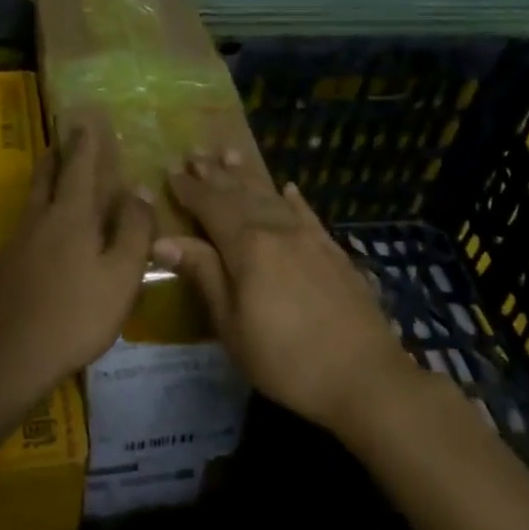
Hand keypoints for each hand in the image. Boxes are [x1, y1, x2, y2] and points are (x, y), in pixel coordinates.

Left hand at [0, 122, 154, 397]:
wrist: (14, 356)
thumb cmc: (78, 313)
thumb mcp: (122, 274)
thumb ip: (133, 229)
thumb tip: (139, 189)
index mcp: (71, 216)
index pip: (80, 167)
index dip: (86, 143)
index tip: (87, 120)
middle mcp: (39, 220)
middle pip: (46, 177)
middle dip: (57, 155)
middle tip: (63, 139)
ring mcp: (16, 242)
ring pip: (32, 201)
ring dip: (44, 181)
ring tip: (53, 175)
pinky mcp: (3, 266)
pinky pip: (24, 226)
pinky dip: (37, 214)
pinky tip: (43, 233)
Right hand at [153, 152, 413, 434]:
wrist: (364, 376)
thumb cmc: (285, 358)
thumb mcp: (232, 324)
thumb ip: (204, 275)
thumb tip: (164, 240)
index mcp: (248, 246)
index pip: (211, 207)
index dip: (189, 190)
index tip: (170, 172)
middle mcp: (279, 230)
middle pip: (241, 195)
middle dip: (215, 175)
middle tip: (195, 153)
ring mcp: (311, 238)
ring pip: (272, 197)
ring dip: (248, 176)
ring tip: (230, 154)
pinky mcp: (334, 252)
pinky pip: (308, 214)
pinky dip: (293, 199)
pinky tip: (287, 188)